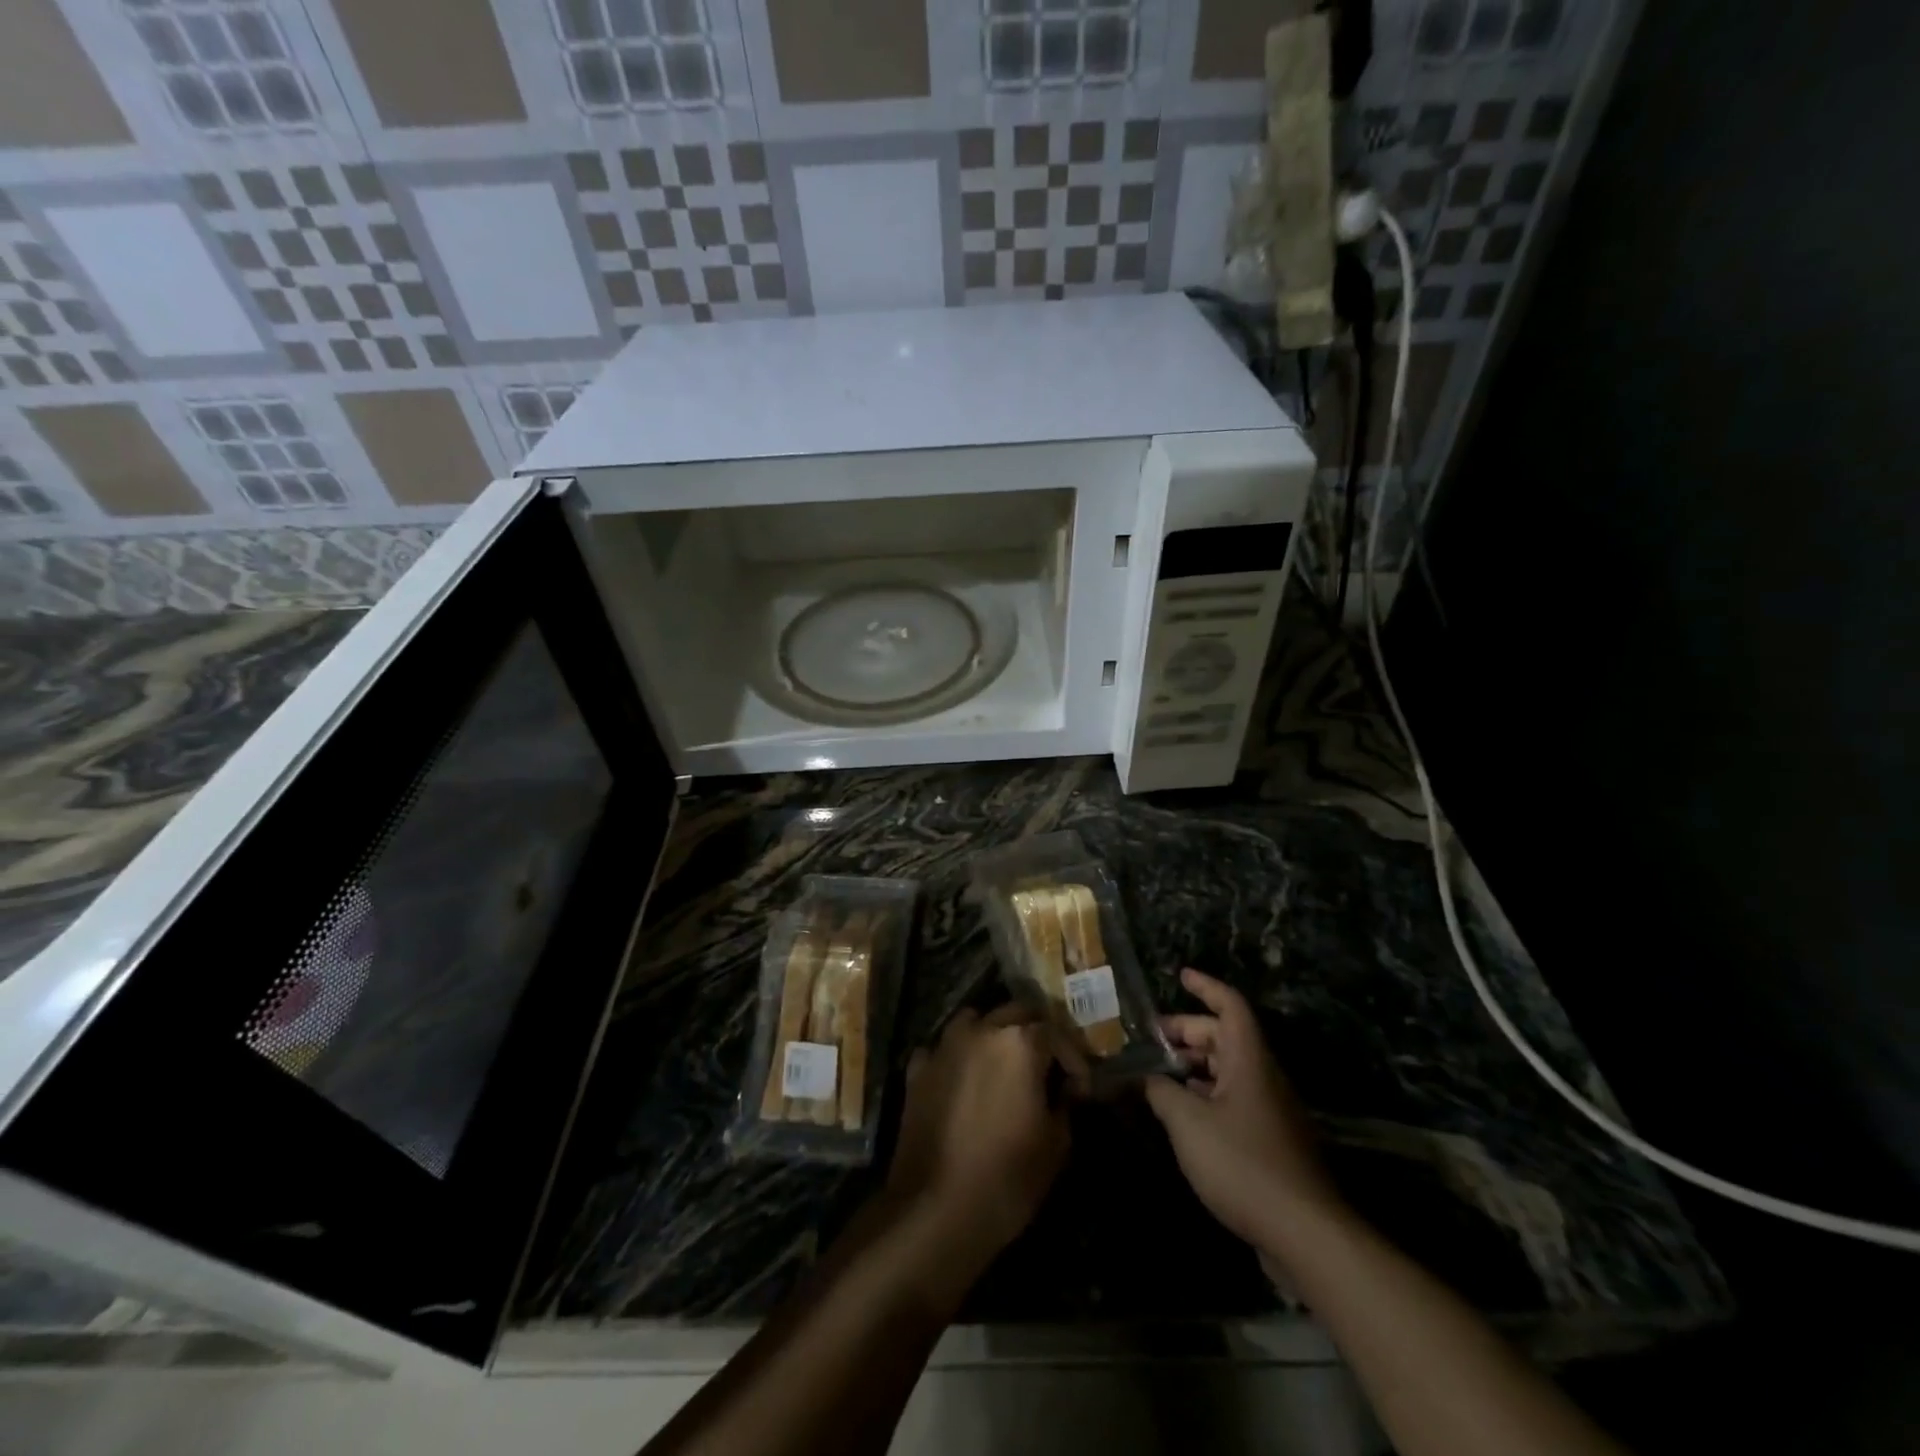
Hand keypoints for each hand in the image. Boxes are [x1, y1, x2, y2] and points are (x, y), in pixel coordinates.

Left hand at [886, 1005, 1069, 1265]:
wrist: (935, 1207)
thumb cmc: (1007, 1176)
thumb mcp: (1055, 1145)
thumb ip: (1065, 1105)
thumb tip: (1066, 1090)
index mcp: (1020, 1042)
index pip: (1056, 1033)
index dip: (1073, 1060)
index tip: (1080, 1089)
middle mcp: (981, 1030)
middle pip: (1015, 1013)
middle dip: (1035, 1035)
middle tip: (1046, 1068)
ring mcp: (944, 1046)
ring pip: (975, 1021)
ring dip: (993, 1035)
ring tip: (1004, 1066)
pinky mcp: (917, 1068)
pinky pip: (943, 1049)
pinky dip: (957, 1058)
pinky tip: (963, 1082)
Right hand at [1145, 969, 1347, 1249]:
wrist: (1305, 1233)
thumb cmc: (1243, 1164)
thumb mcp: (1187, 1123)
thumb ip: (1161, 1092)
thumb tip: (1146, 1077)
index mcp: (1249, 1061)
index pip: (1230, 1006)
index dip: (1206, 986)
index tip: (1180, 975)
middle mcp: (1263, 1077)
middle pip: (1225, 1037)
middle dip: (1187, 1032)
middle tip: (1151, 1039)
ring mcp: (1270, 1110)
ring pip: (1228, 1070)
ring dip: (1194, 1065)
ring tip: (1158, 1073)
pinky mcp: (1270, 1141)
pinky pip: (1233, 1100)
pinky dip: (1205, 1094)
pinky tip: (1182, 1113)